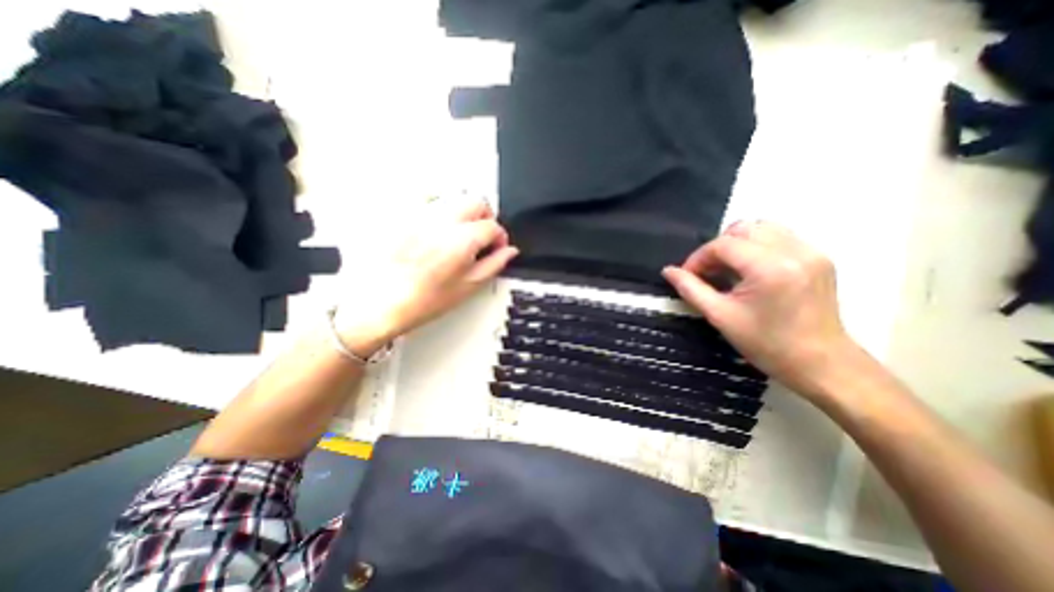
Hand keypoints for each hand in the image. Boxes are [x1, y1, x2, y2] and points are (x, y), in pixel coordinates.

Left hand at [334, 197, 517, 352]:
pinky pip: (428, 200)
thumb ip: (494, 265)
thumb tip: (508, 253)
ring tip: (461, 234)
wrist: (380, 302)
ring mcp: (420, 216)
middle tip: (484, 236)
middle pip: (476, 202)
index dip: (500, 237)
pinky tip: (439, 228)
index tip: (498, 247)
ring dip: (465, 213)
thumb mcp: (467, 287)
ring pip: (454, 198)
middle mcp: (441, 222)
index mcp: (461, 240)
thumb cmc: (419, 301)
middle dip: (486, 217)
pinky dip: (441, 209)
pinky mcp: (404, 216)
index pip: (492, 226)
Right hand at [661, 219, 858, 398]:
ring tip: (728, 269)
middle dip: (717, 248)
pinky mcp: (818, 257)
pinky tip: (751, 270)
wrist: (821, 363)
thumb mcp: (720, 316)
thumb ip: (690, 289)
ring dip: (737, 244)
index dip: (698, 257)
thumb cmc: (766, 344)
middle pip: (742, 229)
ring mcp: (811, 252)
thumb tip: (668, 271)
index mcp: (769, 268)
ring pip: (762, 228)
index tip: (688, 275)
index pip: (723, 244)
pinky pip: (779, 237)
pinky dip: (757, 247)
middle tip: (708, 272)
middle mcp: (794, 251)